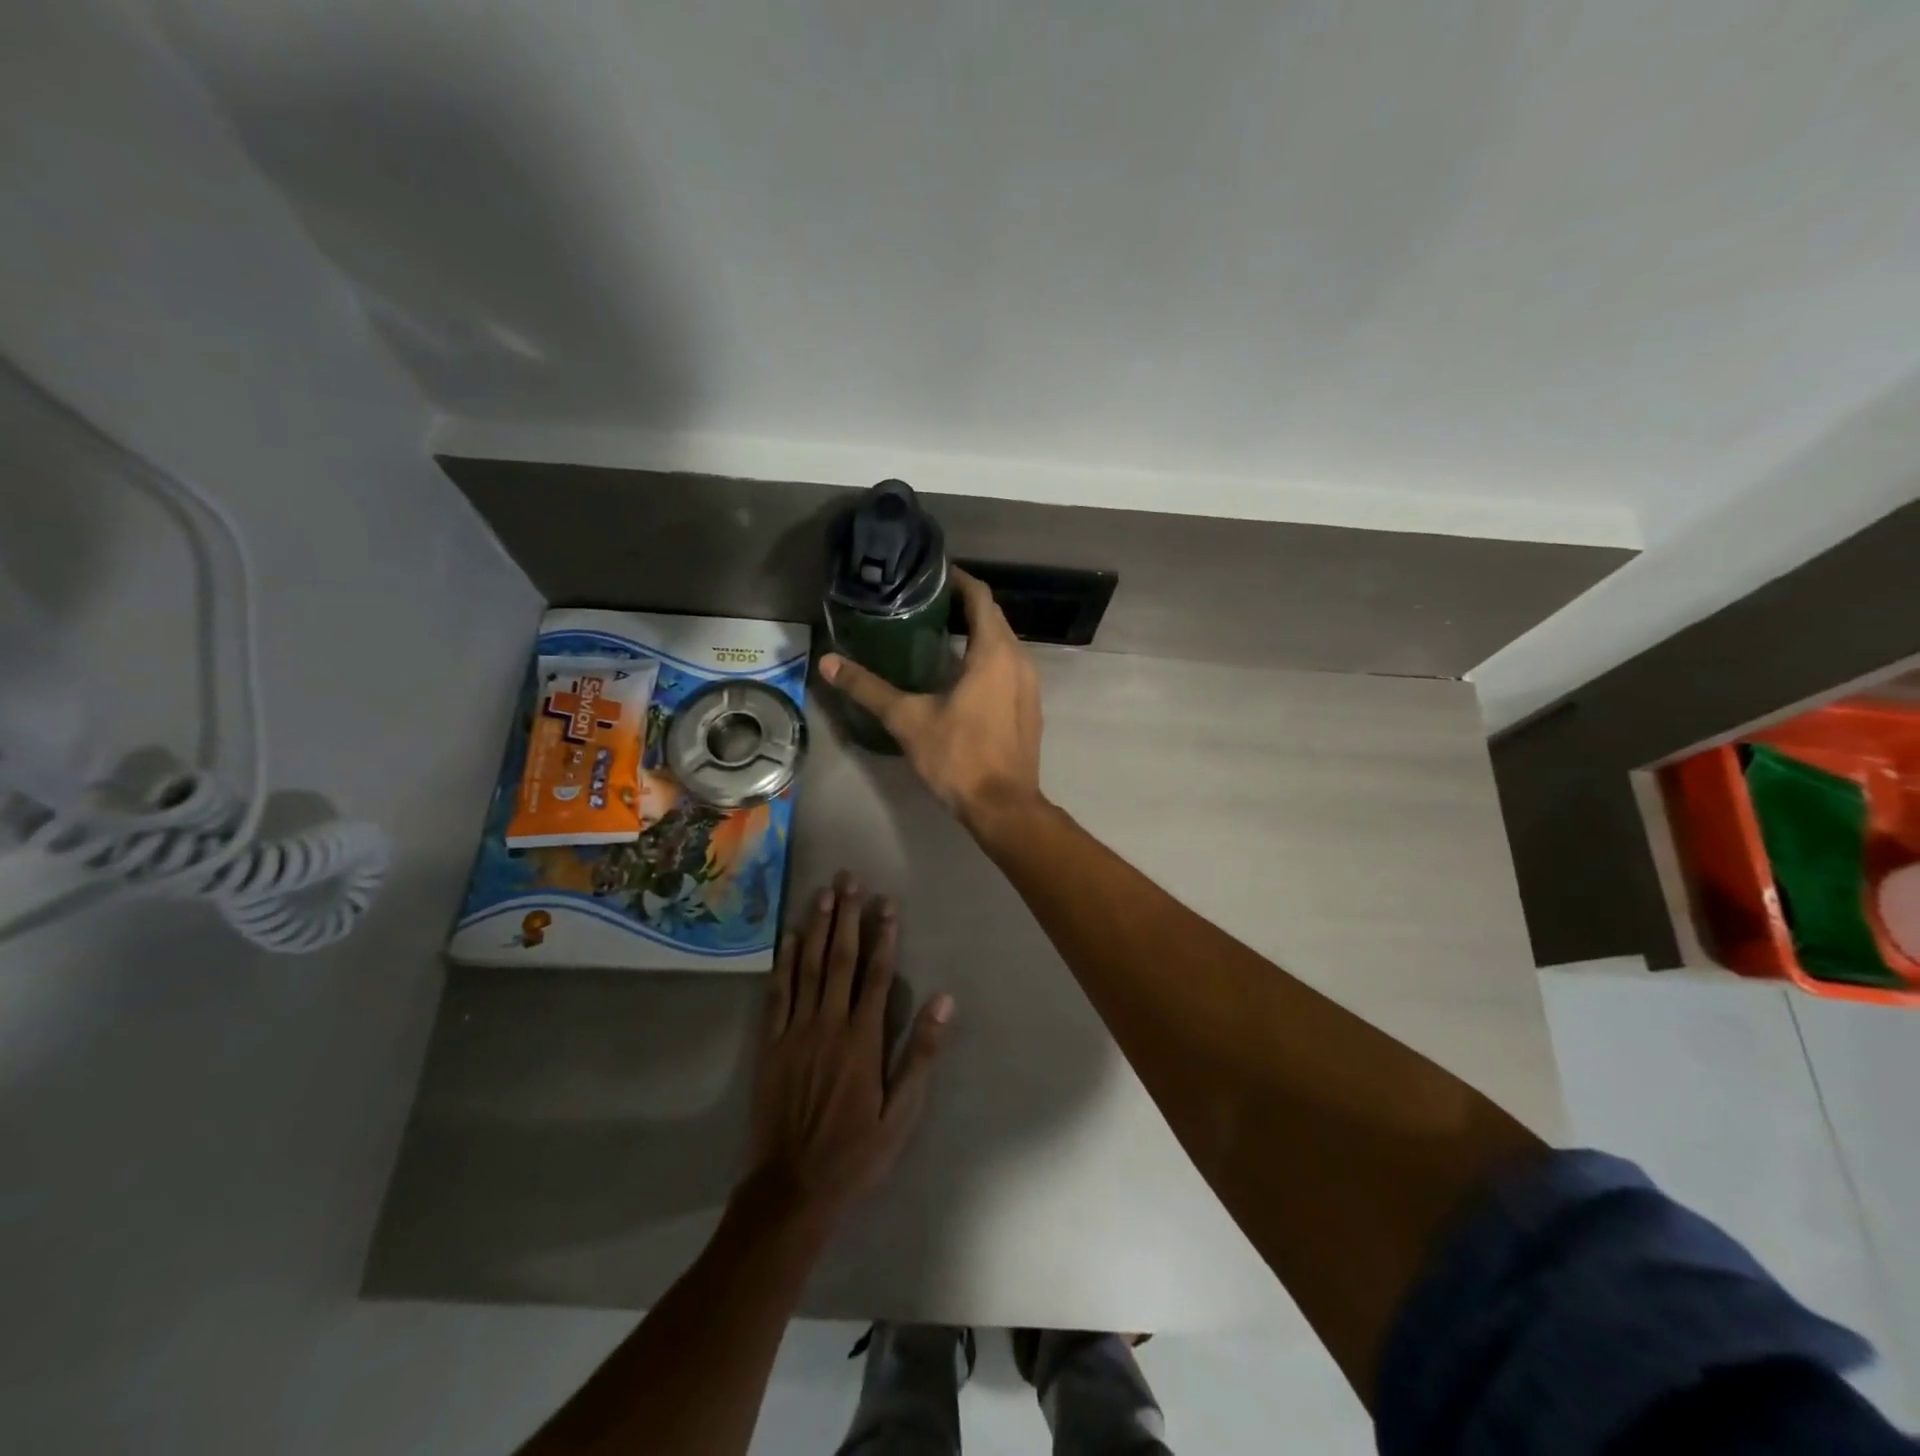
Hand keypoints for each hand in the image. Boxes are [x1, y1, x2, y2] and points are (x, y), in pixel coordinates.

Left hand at [743, 871, 954, 1235]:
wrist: (792, 1188)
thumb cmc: (855, 1152)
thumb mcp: (901, 1113)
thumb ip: (920, 1054)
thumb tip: (943, 1001)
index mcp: (863, 1039)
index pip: (876, 974)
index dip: (883, 935)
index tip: (887, 902)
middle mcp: (828, 1024)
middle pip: (839, 959)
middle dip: (847, 916)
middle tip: (849, 879)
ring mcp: (795, 1031)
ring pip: (808, 968)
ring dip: (816, 928)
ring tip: (822, 893)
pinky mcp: (771, 1044)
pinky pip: (778, 994)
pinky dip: (784, 963)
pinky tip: (789, 938)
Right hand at [821, 567, 1044, 837]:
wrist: (1004, 806)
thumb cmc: (959, 756)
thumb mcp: (908, 720)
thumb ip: (869, 688)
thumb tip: (828, 663)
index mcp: (995, 652)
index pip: (980, 597)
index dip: (957, 580)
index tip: (929, 575)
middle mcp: (1020, 659)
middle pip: (992, 617)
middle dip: (962, 605)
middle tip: (923, 603)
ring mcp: (1030, 684)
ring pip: (1003, 643)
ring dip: (975, 633)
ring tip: (936, 633)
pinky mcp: (1030, 706)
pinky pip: (1009, 667)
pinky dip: (986, 658)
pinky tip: (959, 674)